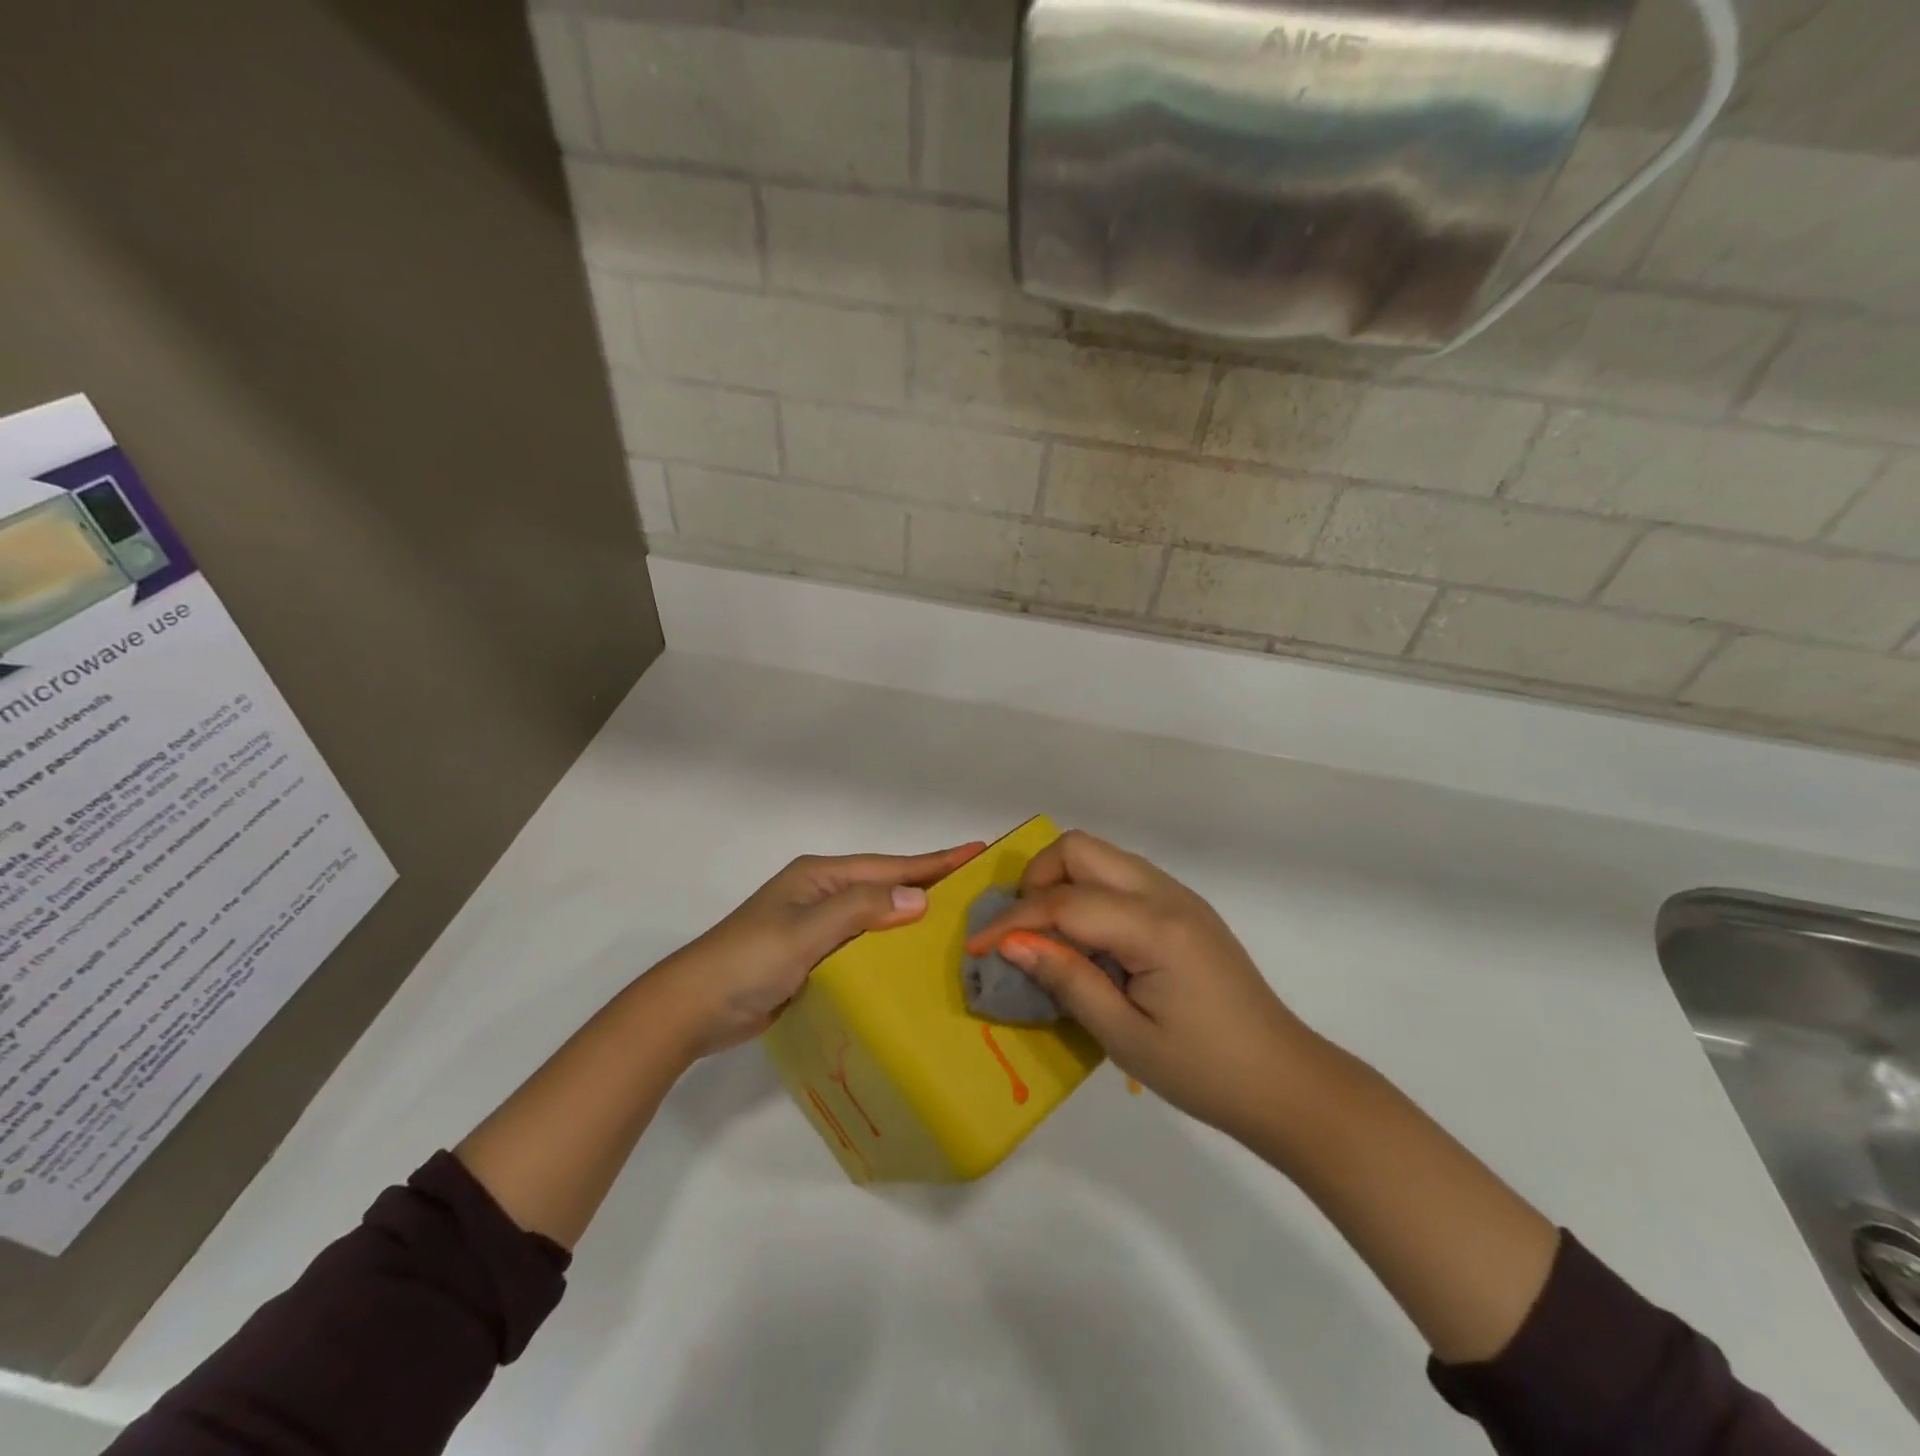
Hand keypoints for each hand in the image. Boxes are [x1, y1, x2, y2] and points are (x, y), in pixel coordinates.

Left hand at [656, 842, 983, 1054]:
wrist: (693, 1008)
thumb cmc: (748, 960)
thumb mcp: (806, 931)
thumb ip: (860, 910)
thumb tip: (919, 898)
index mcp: (820, 876)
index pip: (889, 866)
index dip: (934, 861)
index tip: (977, 851)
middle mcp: (822, 895)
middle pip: (886, 886)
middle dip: (928, 885)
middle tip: (978, 888)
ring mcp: (817, 927)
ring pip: (877, 917)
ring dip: (912, 918)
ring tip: (958, 923)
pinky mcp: (814, 958)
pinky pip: (864, 946)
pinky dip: (890, 949)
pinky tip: (914, 961)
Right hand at [966, 830, 1320, 1139]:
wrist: (1285, 1082)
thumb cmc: (1205, 1071)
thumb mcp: (1125, 1037)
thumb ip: (1068, 980)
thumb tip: (1013, 943)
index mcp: (1154, 927)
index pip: (1064, 902)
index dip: (1013, 921)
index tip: (976, 948)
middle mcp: (1166, 894)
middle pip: (1081, 848)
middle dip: (1037, 879)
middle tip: (1020, 930)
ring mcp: (1178, 895)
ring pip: (1102, 855)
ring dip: (1063, 881)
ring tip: (1046, 932)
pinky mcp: (1184, 907)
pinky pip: (1122, 876)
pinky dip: (1089, 891)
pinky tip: (1087, 938)